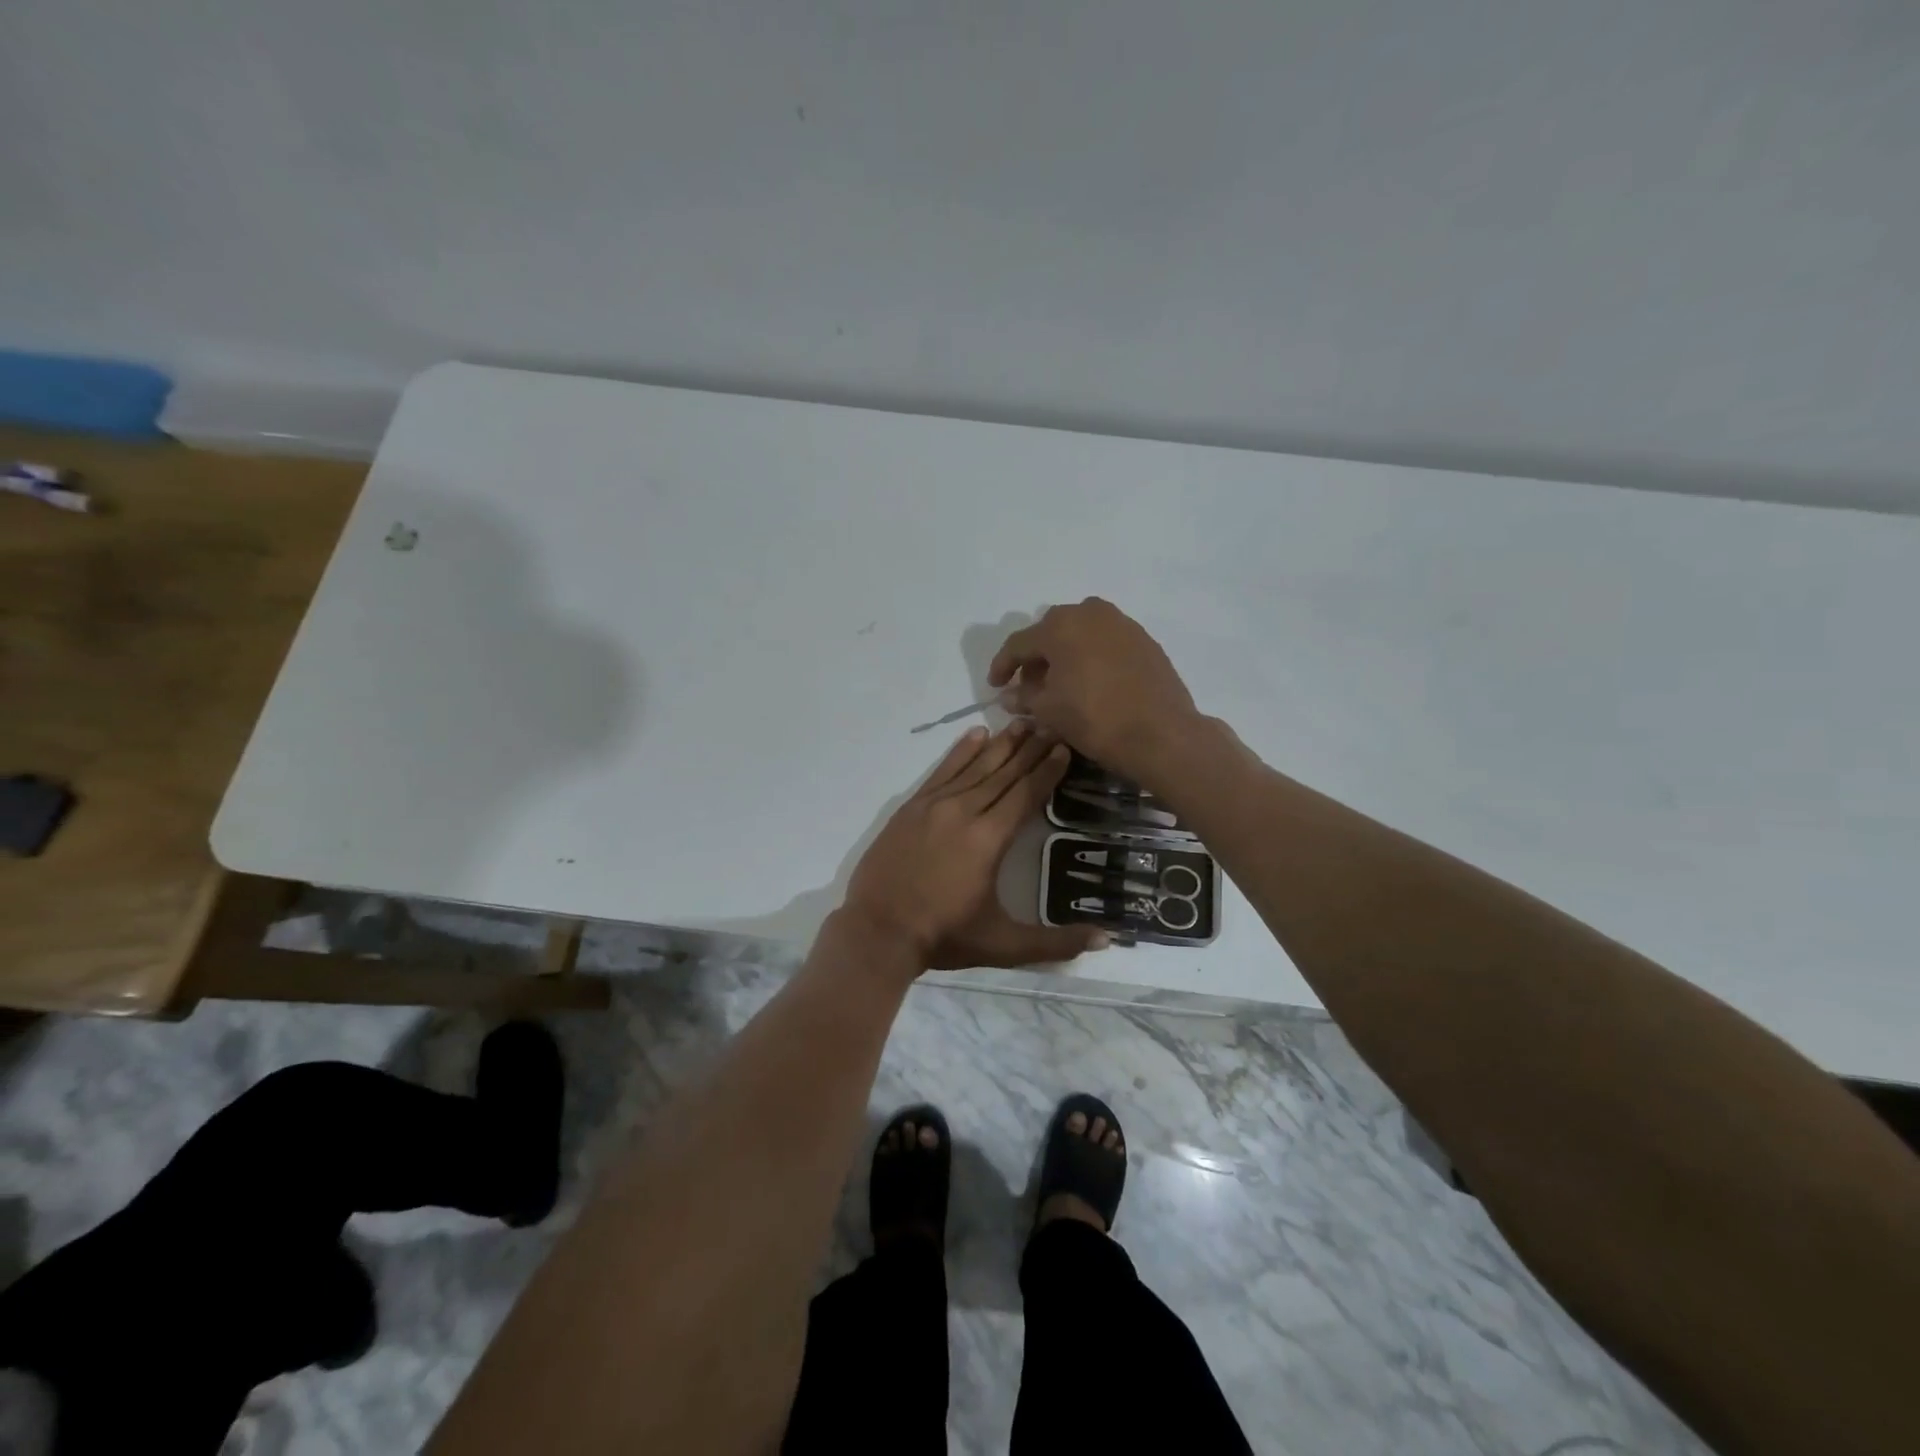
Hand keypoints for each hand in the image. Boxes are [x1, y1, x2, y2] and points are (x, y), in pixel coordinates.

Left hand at [843, 722, 1108, 973]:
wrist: (877, 932)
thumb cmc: (944, 937)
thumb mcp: (1004, 945)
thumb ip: (1056, 942)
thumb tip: (1109, 939)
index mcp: (989, 839)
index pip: (1025, 794)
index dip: (1046, 771)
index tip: (1063, 747)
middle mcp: (964, 812)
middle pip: (1004, 773)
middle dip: (1029, 749)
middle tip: (1050, 724)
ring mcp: (934, 806)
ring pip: (974, 766)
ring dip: (1000, 744)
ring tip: (1021, 723)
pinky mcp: (911, 808)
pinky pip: (941, 771)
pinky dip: (960, 752)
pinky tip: (976, 735)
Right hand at [987, 598, 1202, 789]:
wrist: (1161, 733)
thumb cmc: (1095, 718)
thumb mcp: (1049, 711)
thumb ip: (1024, 697)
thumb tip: (1010, 695)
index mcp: (1060, 626)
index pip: (1019, 643)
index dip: (1002, 665)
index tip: (995, 685)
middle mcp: (1090, 613)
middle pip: (1051, 631)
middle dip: (1036, 657)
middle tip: (1030, 684)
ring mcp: (1122, 623)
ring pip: (1081, 633)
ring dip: (1066, 653)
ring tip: (1062, 683)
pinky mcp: (1144, 640)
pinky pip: (1106, 642)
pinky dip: (1092, 656)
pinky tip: (1092, 682)